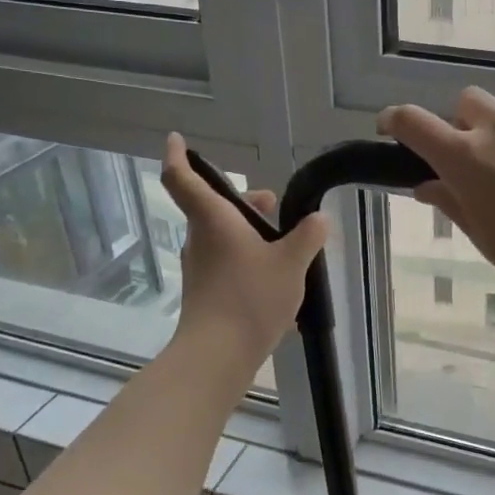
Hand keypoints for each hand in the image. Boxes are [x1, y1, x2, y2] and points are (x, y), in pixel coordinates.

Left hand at [160, 134, 327, 366]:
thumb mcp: (292, 263)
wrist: (217, 354)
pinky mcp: (205, 292)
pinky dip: (249, 261)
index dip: (178, 156)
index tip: (176, 140)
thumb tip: (318, 219)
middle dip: (243, 203)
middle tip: (274, 206)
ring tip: (286, 246)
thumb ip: (308, 236)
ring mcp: (200, 268)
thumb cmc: (251, 297)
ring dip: (249, 233)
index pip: (183, 179)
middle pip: (214, 208)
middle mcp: (200, 239)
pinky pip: (227, 264)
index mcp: (214, 220)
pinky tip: (279, 281)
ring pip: (222, 237)